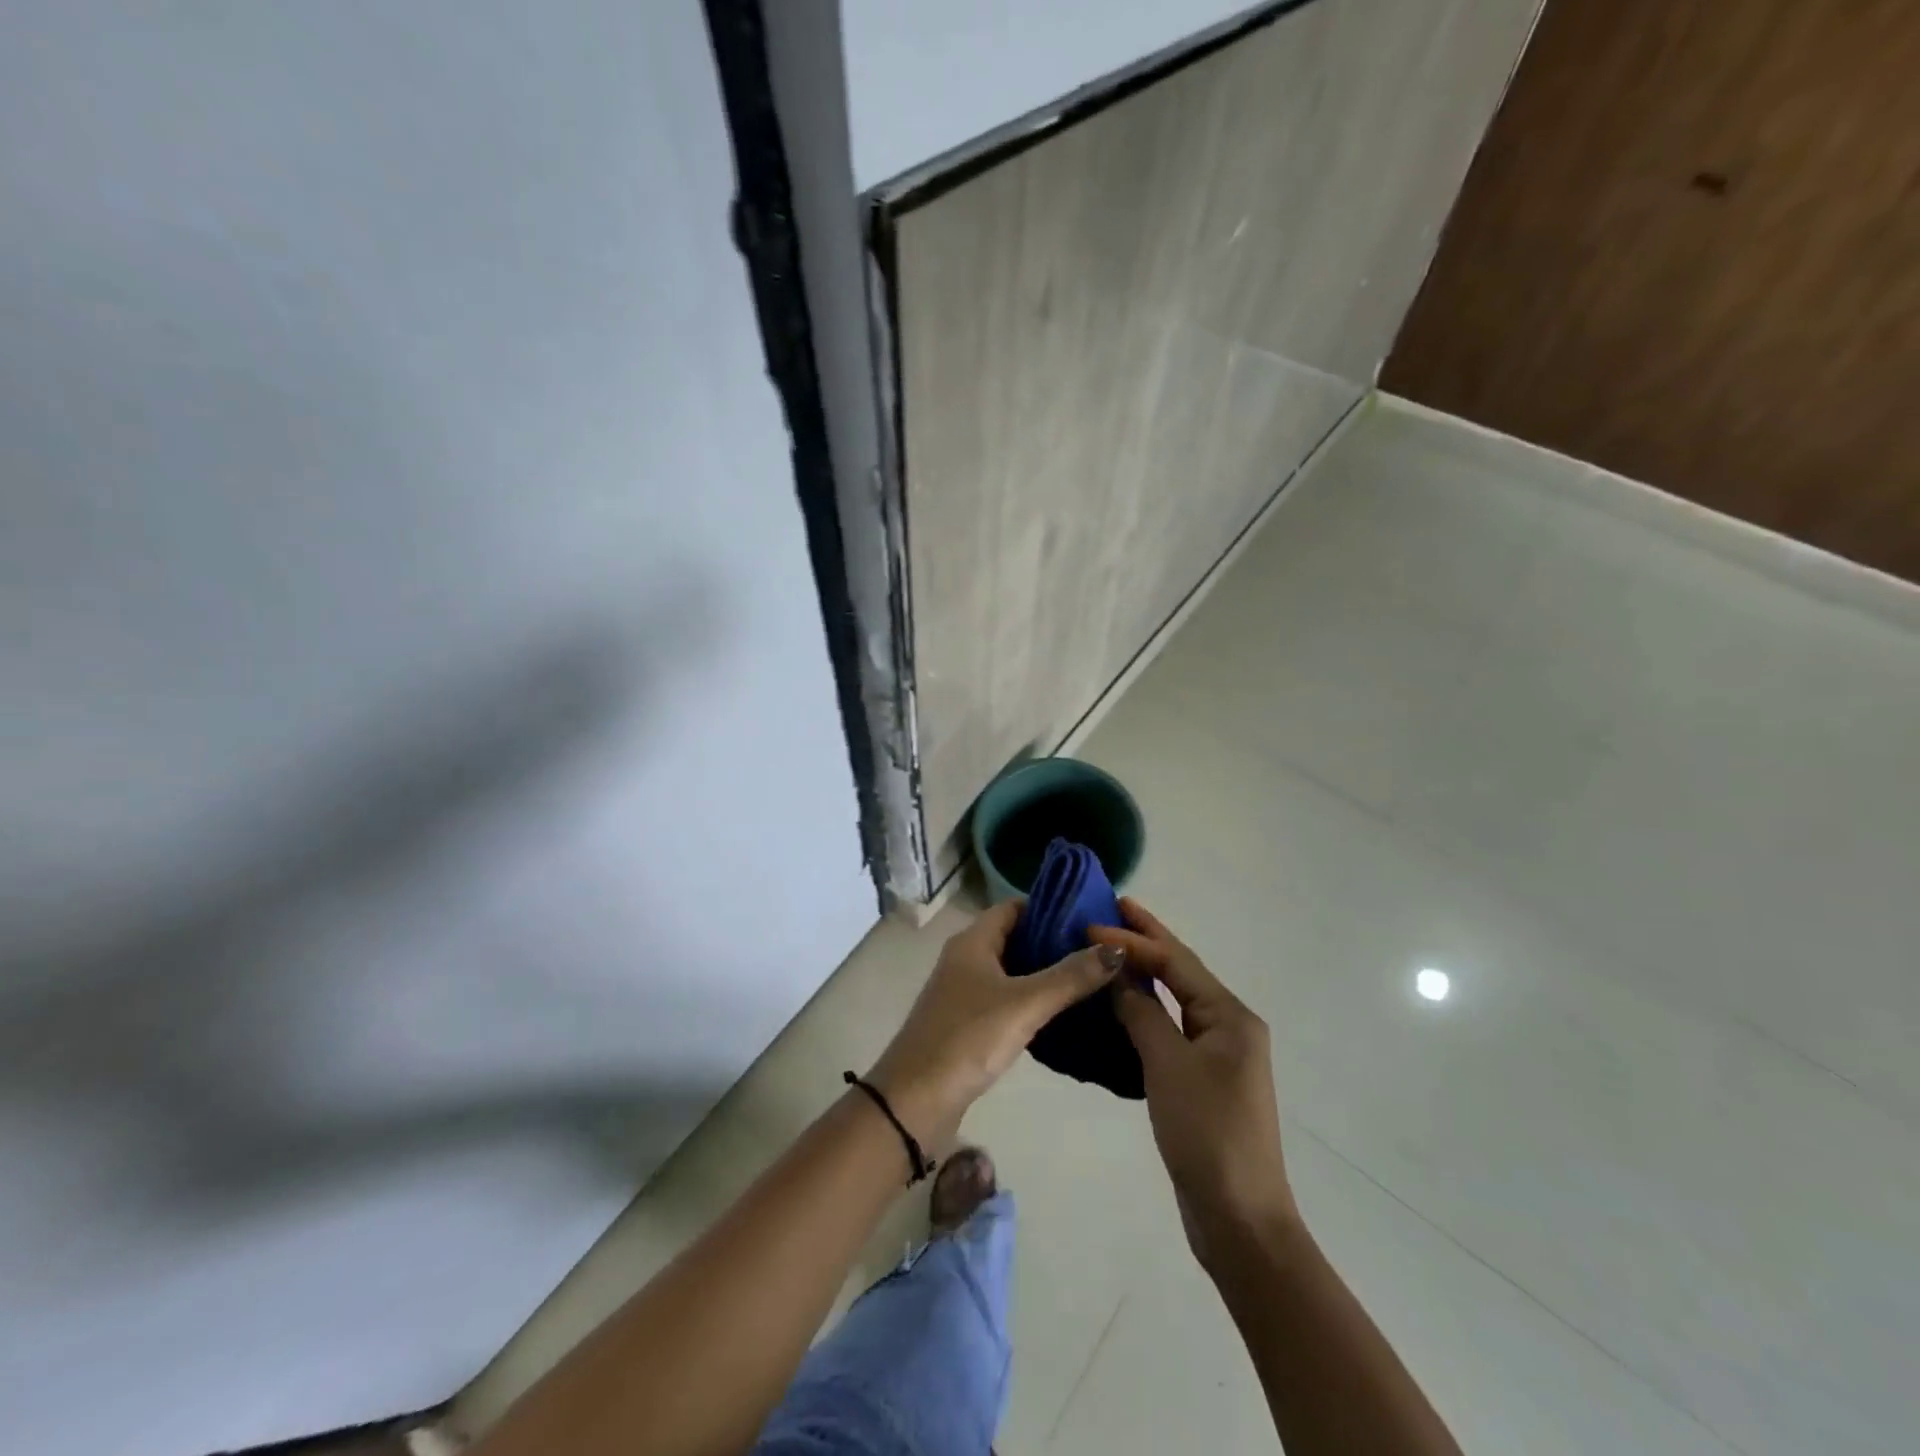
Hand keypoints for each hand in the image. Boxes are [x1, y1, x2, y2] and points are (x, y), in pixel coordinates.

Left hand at [868, 900, 1122, 1148]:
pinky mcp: (968, 1023)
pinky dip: (1033, 1000)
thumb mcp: (1025, 1003)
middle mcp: (967, 958)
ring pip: (1013, 971)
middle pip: (1015, 937)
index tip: (1091, 917)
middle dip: (1054, 942)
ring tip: (1092, 980)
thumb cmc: (968, 1038)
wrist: (915, 1100)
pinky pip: (1007, 999)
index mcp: (973, 941)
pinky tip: (1064, 1014)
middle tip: (1100, 951)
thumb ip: (1071, 976)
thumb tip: (1117, 949)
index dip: (1051, 907)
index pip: (1015, 907)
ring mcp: (965, 992)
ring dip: (1046, 973)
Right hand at [1096, 898, 1297, 1269]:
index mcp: (1230, 1016)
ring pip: (1175, 999)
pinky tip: (1121, 1005)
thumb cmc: (1206, 1132)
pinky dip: (1145, 1010)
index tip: (1091, 924)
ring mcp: (1218, 1054)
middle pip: (1181, 972)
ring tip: (1109, 949)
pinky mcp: (1203, 1079)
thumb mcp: (1168, 1065)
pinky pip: (1171, 1028)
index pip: (1175, 962)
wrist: (1238, 1217)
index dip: (1134, 940)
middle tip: (1113, 908)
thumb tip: (1116, 976)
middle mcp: (1229, 1026)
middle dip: (1147, 940)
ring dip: (1144, 974)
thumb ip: (1142, 1013)